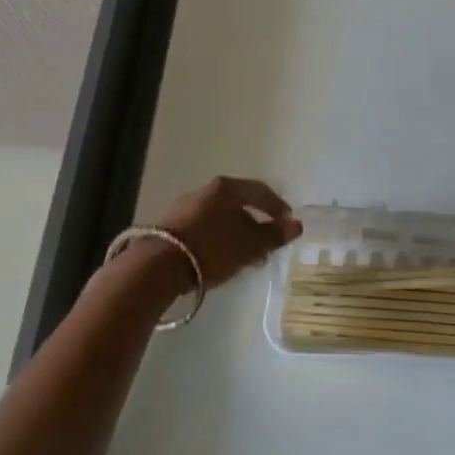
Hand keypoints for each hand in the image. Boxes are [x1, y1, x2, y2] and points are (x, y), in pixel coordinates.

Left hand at [149, 175, 301, 289]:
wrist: (158, 266)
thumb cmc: (213, 249)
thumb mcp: (250, 245)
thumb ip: (274, 235)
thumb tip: (296, 225)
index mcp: (227, 188)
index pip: (260, 191)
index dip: (277, 206)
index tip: (287, 222)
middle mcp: (204, 190)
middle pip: (238, 203)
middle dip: (255, 222)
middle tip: (266, 242)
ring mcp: (184, 207)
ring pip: (219, 216)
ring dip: (235, 232)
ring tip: (244, 254)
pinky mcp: (169, 226)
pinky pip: (203, 227)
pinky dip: (217, 238)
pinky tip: (219, 256)